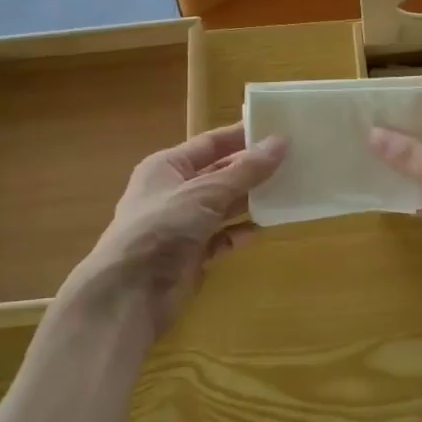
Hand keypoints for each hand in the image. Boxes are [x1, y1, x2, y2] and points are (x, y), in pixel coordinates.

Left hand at [82, 123, 287, 328]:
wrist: (130, 292)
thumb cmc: (162, 228)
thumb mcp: (206, 192)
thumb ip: (245, 171)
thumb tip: (281, 142)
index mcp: (167, 167)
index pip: (209, 143)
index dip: (241, 136)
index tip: (276, 129)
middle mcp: (174, 192)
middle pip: (219, 175)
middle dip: (251, 170)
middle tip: (291, 161)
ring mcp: (182, 225)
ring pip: (223, 207)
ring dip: (250, 202)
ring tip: (286, 193)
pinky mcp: (191, 255)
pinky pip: (222, 238)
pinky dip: (239, 233)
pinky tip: (262, 230)